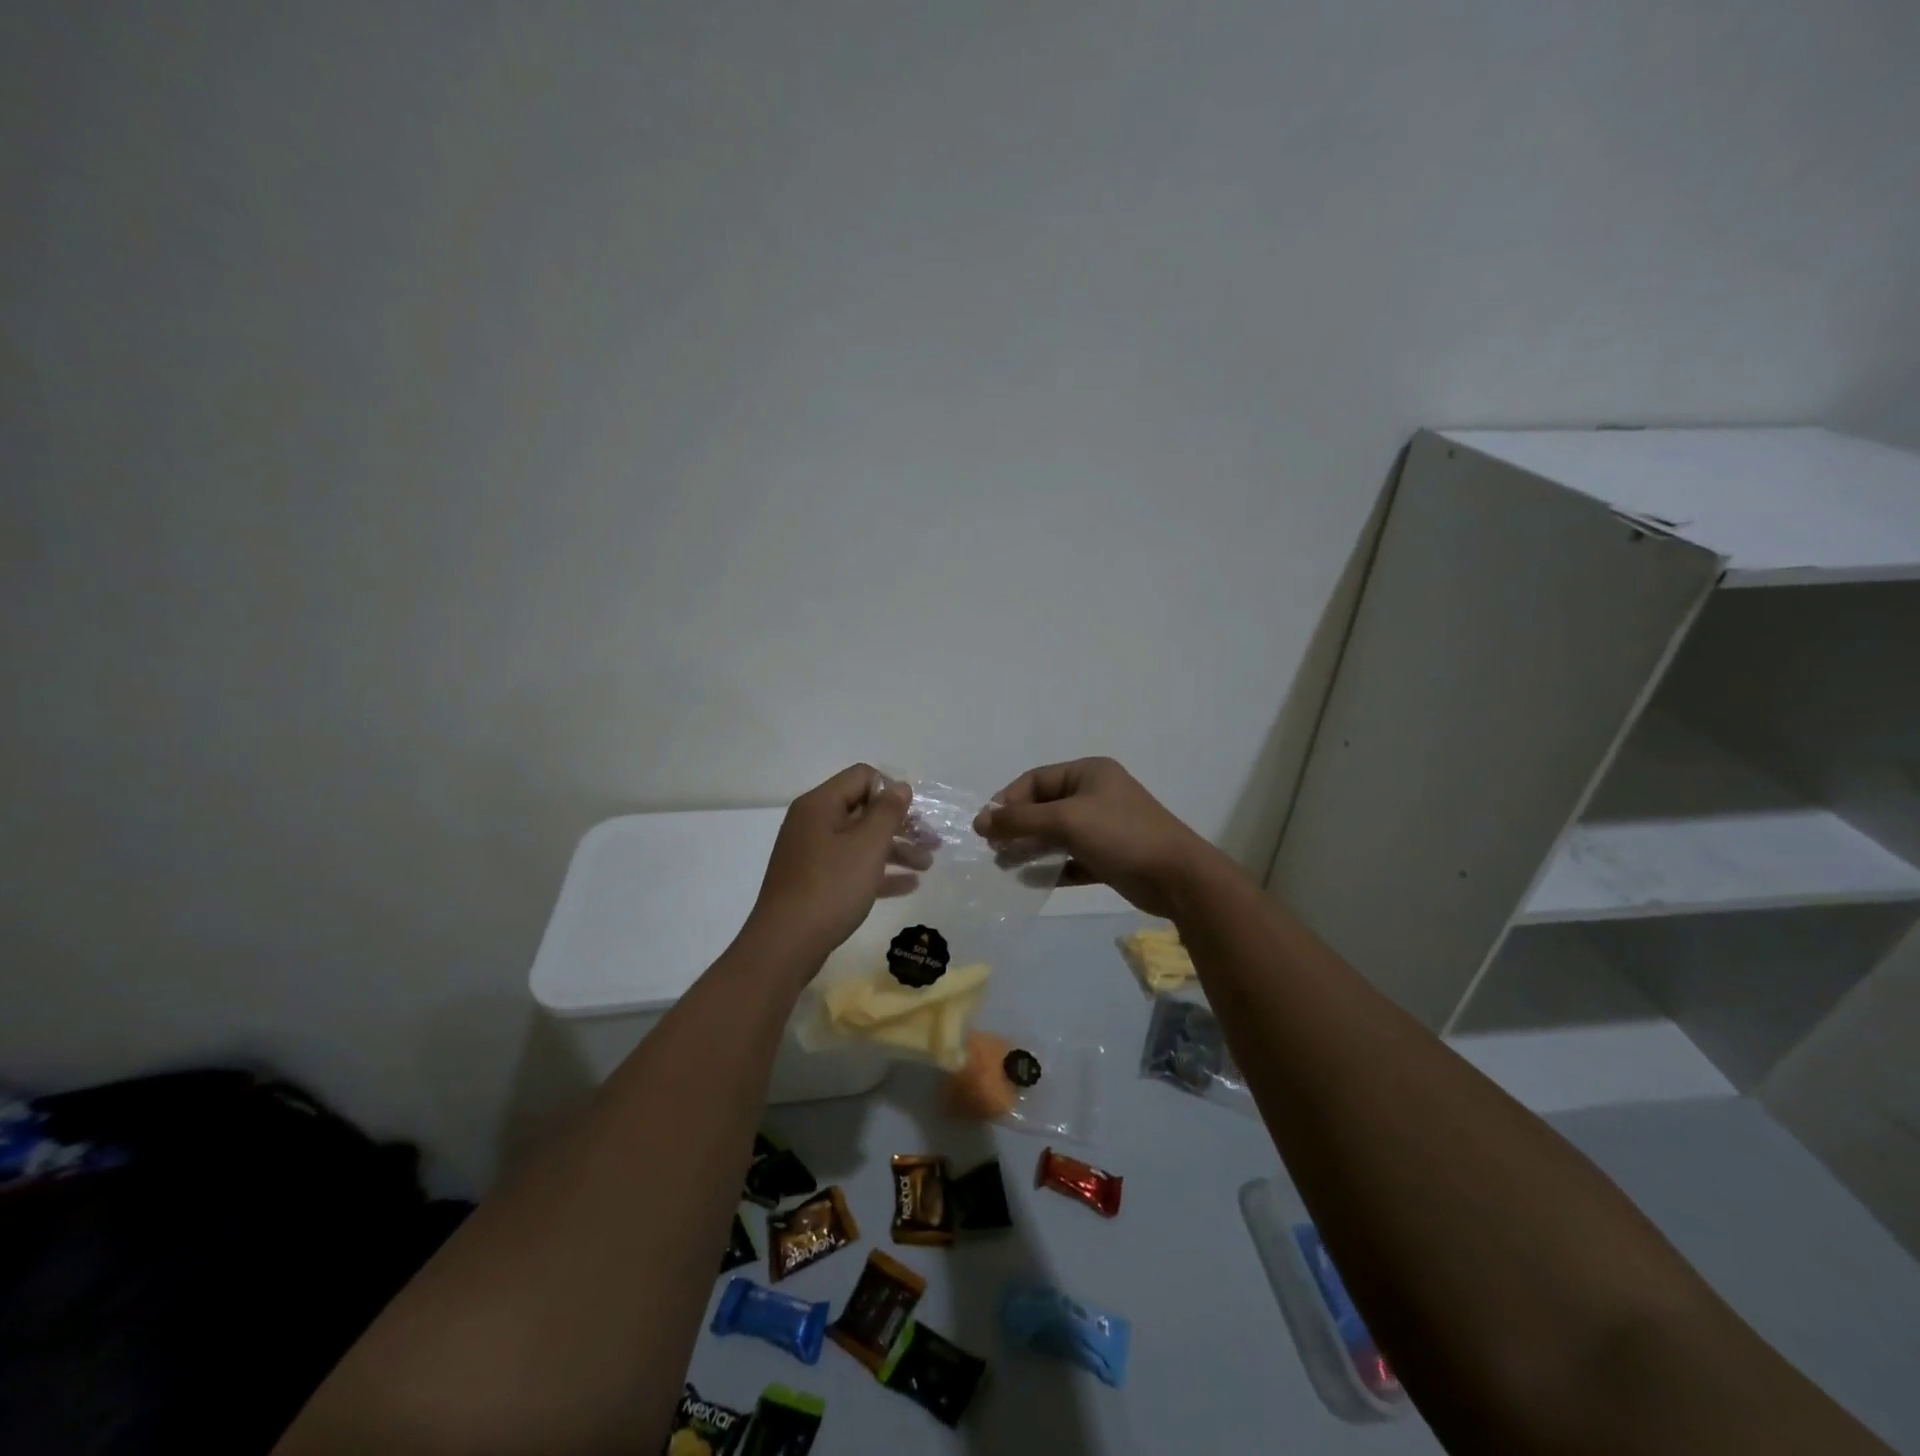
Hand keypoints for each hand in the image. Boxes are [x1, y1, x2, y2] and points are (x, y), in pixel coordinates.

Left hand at [744, 764, 921, 967]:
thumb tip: (899, 786)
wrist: (786, 944)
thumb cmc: (830, 887)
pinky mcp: (815, 882)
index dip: (892, 790)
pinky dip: (879, 872)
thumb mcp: (867, 846)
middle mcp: (813, 823)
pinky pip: (852, 867)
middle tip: (932, 841)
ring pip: (861, 841)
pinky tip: (909, 885)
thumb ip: (887, 812)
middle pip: (864, 810)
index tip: (916, 814)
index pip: (862, 777)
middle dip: (901, 824)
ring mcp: (812, 854)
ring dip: (896, 850)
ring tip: (927, 866)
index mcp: (820, 805)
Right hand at [974, 757, 1232, 917]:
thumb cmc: (1120, 835)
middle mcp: (1095, 794)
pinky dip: (1052, 867)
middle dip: (1017, 827)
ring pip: (1056, 834)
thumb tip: (981, 821)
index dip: (1008, 800)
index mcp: (1088, 773)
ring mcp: (1104, 826)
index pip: (1036, 780)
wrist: (1178, 877)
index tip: (987, 827)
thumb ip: (1021, 820)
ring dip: (1030, 848)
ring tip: (1005, 866)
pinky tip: (1032, 881)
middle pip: (1044, 807)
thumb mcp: (1066, 820)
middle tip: (994, 850)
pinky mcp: (1109, 856)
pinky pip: (1072, 858)